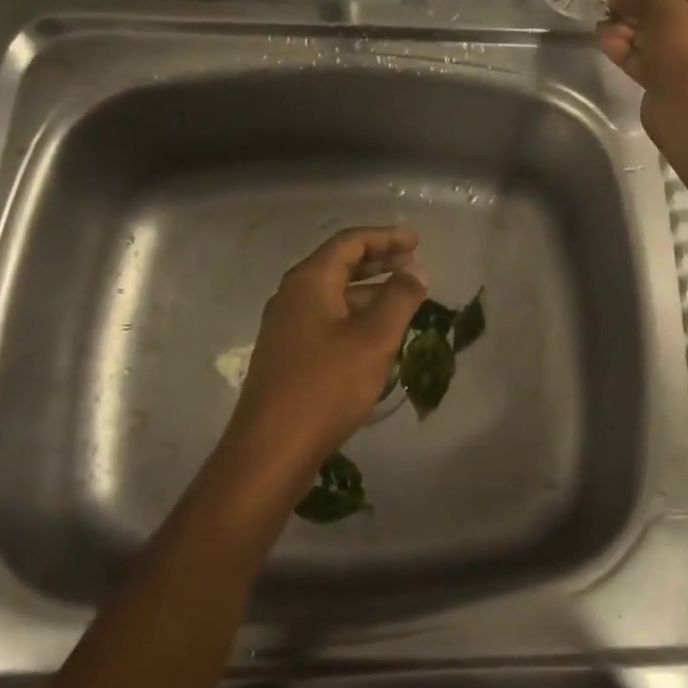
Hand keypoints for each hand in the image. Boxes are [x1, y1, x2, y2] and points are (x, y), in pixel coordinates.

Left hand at [224, 226, 427, 492]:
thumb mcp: (374, 339)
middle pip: (338, 264)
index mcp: (309, 281)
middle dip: (378, 261)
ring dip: (368, 290)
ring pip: (332, 294)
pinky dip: (354, 315)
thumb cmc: (326, 386)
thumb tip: (415, 270)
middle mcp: (292, 296)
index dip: (385, 238)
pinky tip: (375, 334)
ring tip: (403, 299)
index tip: (416, 241)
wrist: (271, 449)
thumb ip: (399, 299)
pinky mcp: (286, 353)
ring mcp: (285, 326)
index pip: (349, 243)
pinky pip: (325, 319)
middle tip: (412, 263)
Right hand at [596, 0, 687, 95]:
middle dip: (642, 18)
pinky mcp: (681, 92)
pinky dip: (632, 56)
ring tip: (603, 28)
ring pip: (663, 47)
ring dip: (633, 36)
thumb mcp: (661, 5)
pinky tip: (607, 45)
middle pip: (676, 24)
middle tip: (614, 14)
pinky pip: (655, 68)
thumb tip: (618, 0)